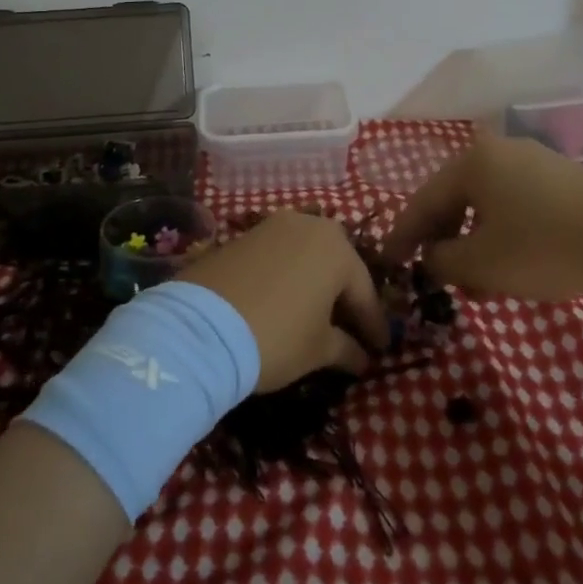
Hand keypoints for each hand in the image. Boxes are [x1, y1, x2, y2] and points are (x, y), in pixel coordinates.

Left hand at [179, 210, 388, 391]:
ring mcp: (272, 226)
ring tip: (316, 314)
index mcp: (337, 248)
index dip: (374, 325)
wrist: (201, 328)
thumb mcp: (319, 349)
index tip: (381, 349)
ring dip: (315, 282)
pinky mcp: (242, 236)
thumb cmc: (276, 336)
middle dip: (345, 297)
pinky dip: (287, 277)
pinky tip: (284, 301)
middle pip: (337, 265)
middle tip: (350, 329)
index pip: (365, 292)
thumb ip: (347, 348)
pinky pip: (278, 256)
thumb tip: (362, 357)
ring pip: (306, 256)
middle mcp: (308, 225)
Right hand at [380, 134, 582, 303]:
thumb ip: (441, 261)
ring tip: (473, 283)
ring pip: (488, 206)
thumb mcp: (479, 263)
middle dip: (442, 241)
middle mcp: (500, 152)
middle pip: (455, 200)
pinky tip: (509, 268)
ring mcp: (536, 163)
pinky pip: (517, 208)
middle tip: (432, 274)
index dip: (402, 236)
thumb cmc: (543, 248)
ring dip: (473, 243)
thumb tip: (432, 257)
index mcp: (472, 161)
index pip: (423, 201)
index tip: (388, 263)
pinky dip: (503, 236)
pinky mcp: (566, 182)